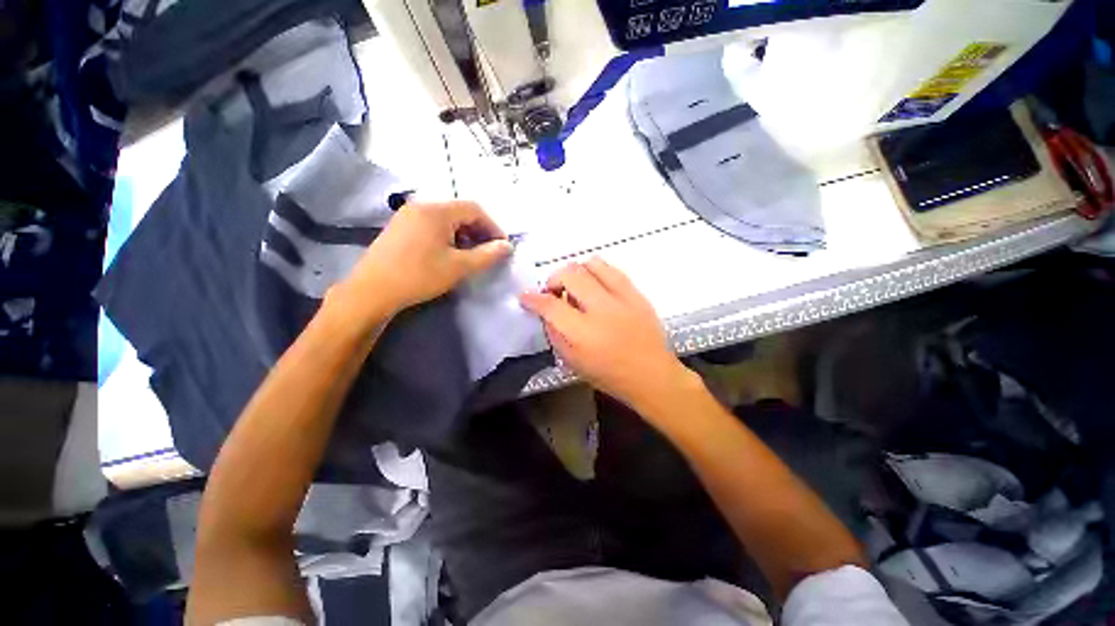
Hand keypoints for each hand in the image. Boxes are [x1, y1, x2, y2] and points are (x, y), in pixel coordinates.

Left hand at [340, 200, 511, 315]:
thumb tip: (507, 246)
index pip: (474, 209)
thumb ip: (487, 255)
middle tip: (488, 252)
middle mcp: (421, 206)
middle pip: (460, 212)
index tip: (502, 246)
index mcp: (436, 210)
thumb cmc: (419, 275)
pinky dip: (448, 236)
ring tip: (471, 255)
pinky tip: (449, 254)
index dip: (493, 226)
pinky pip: (432, 225)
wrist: (373, 291)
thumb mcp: (459, 267)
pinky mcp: (400, 228)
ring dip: (464, 234)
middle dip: (479, 230)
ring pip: (446, 219)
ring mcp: (407, 216)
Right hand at [520, 257, 689, 410]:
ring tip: (576, 286)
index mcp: (583, 333)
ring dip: (577, 272)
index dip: (532, 299)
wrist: (652, 375)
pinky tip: (596, 286)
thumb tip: (547, 313)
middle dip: (554, 279)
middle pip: (570, 274)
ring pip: (592, 264)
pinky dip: (597, 273)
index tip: (526, 297)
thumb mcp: (573, 363)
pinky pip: (613, 270)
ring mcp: (622, 298)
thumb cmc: (609, 375)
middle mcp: (602, 309)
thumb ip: (555, 335)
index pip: (550, 306)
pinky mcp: (637, 293)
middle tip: (554, 292)